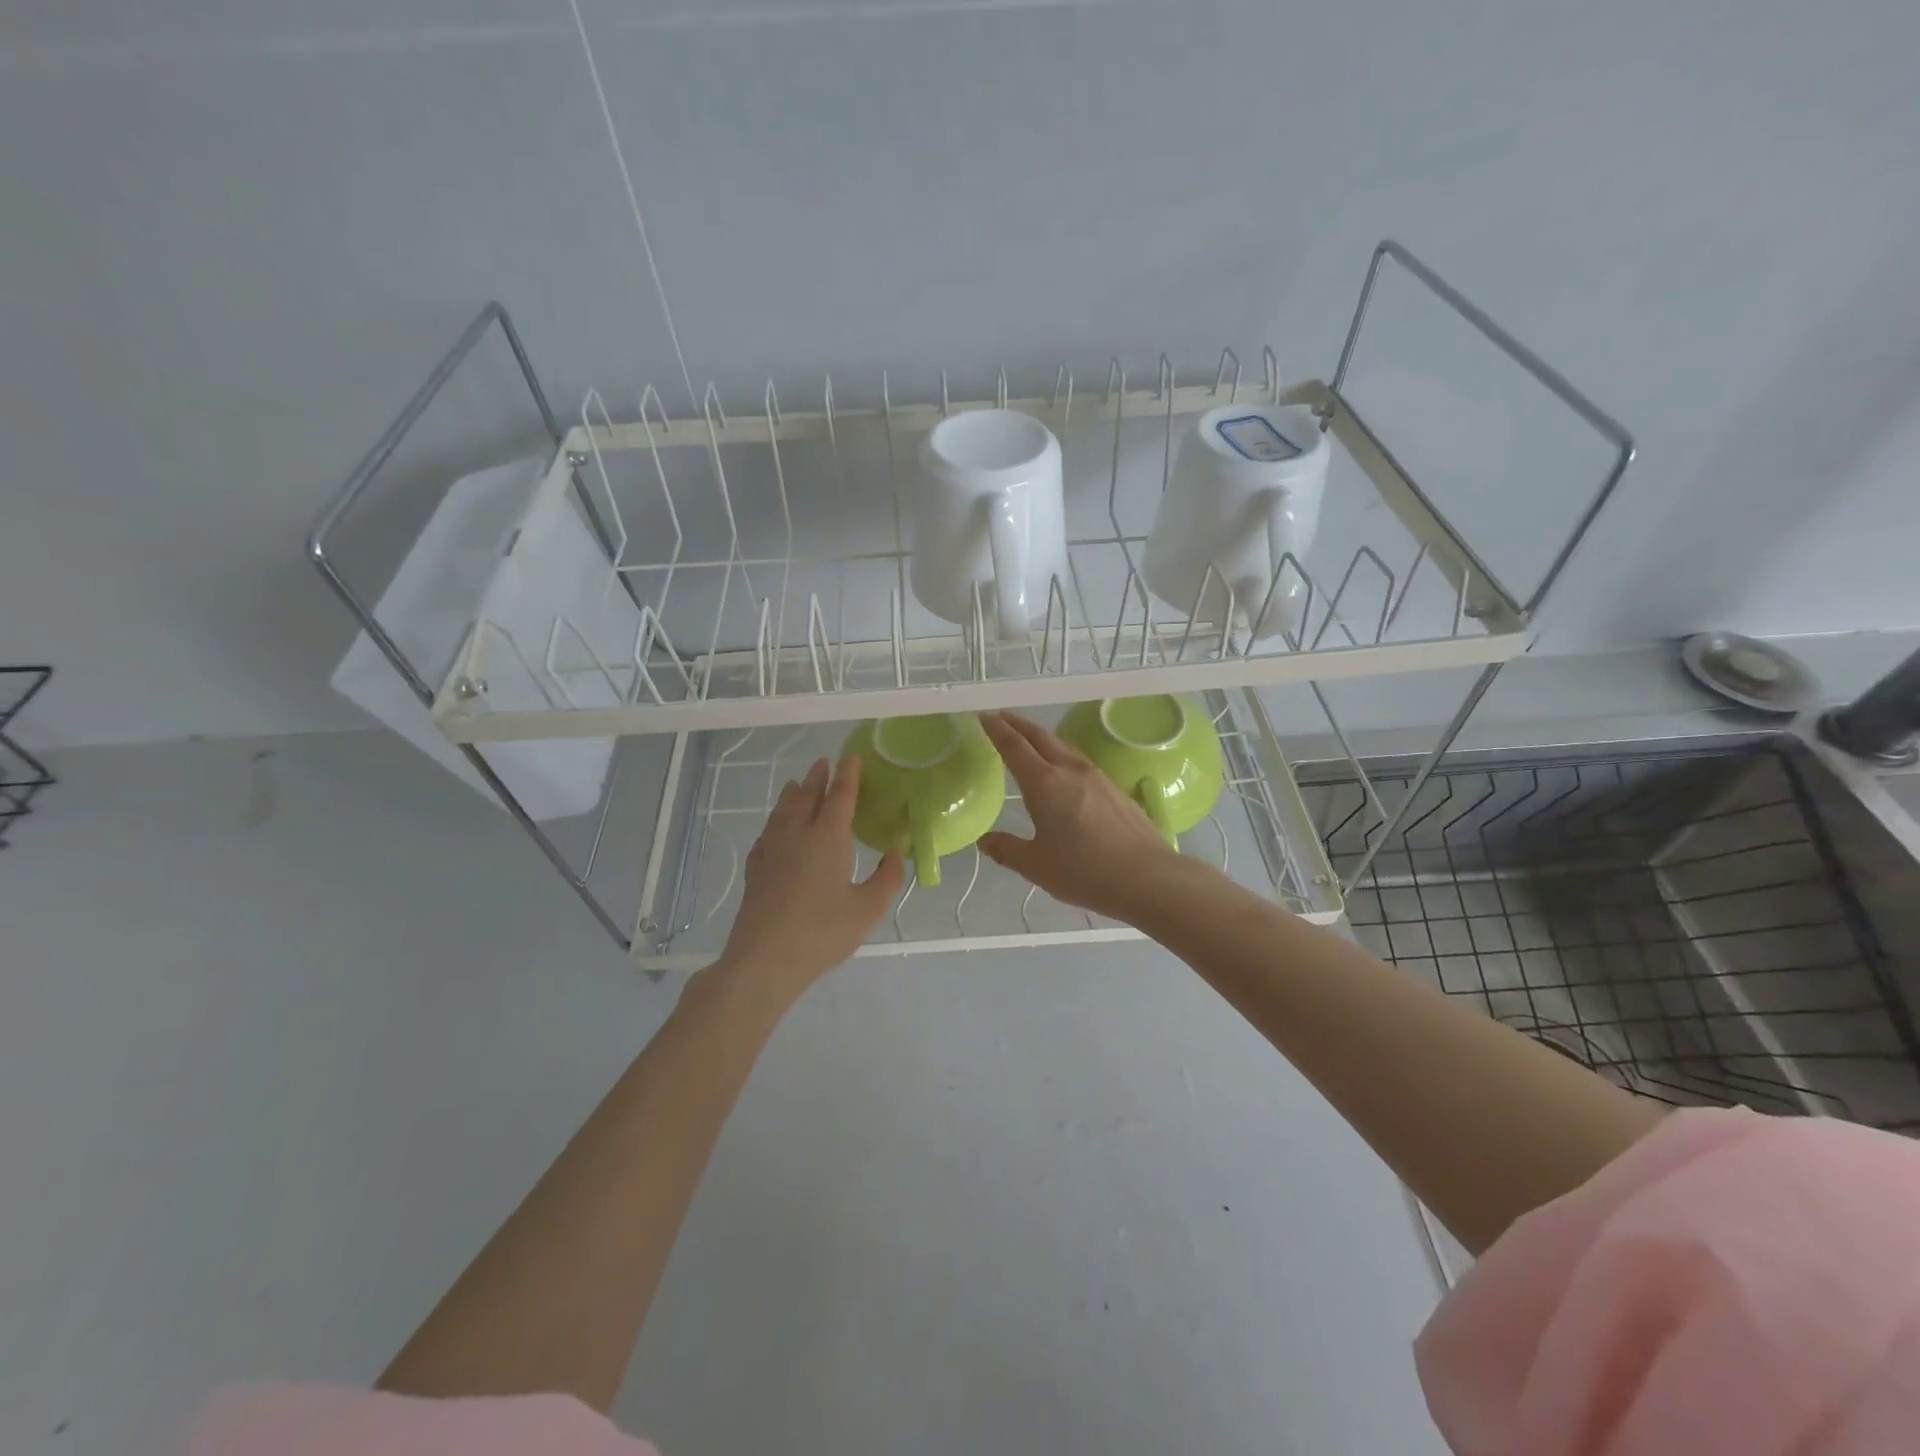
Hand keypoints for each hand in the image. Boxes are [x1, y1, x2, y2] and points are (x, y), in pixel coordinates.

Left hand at [716, 755, 903, 1002]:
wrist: (764, 960)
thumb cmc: (822, 933)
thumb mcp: (868, 909)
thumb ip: (887, 878)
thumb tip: (896, 851)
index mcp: (828, 838)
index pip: (840, 797)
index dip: (847, 776)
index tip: (850, 757)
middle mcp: (798, 835)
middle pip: (807, 797)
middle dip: (818, 778)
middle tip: (824, 763)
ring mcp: (772, 852)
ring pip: (783, 812)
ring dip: (793, 794)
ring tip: (797, 784)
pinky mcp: (756, 871)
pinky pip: (766, 834)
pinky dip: (774, 822)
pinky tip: (774, 829)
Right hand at [979, 712, 1182, 922]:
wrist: (1147, 877)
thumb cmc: (1084, 871)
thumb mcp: (1035, 866)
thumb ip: (1007, 849)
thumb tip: (985, 840)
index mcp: (1044, 783)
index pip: (1014, 746)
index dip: (996, 729)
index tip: (983, 716)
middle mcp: (1069, 770)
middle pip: (1040, 737)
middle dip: (1018, 724)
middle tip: (1001, 717)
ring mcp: (1096, 776)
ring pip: (1062, 746)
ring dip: (1041, 738)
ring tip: (1029, 740)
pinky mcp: (1114, 788)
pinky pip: (1079, 761)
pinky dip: (1061, 755)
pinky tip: (1063, 770)